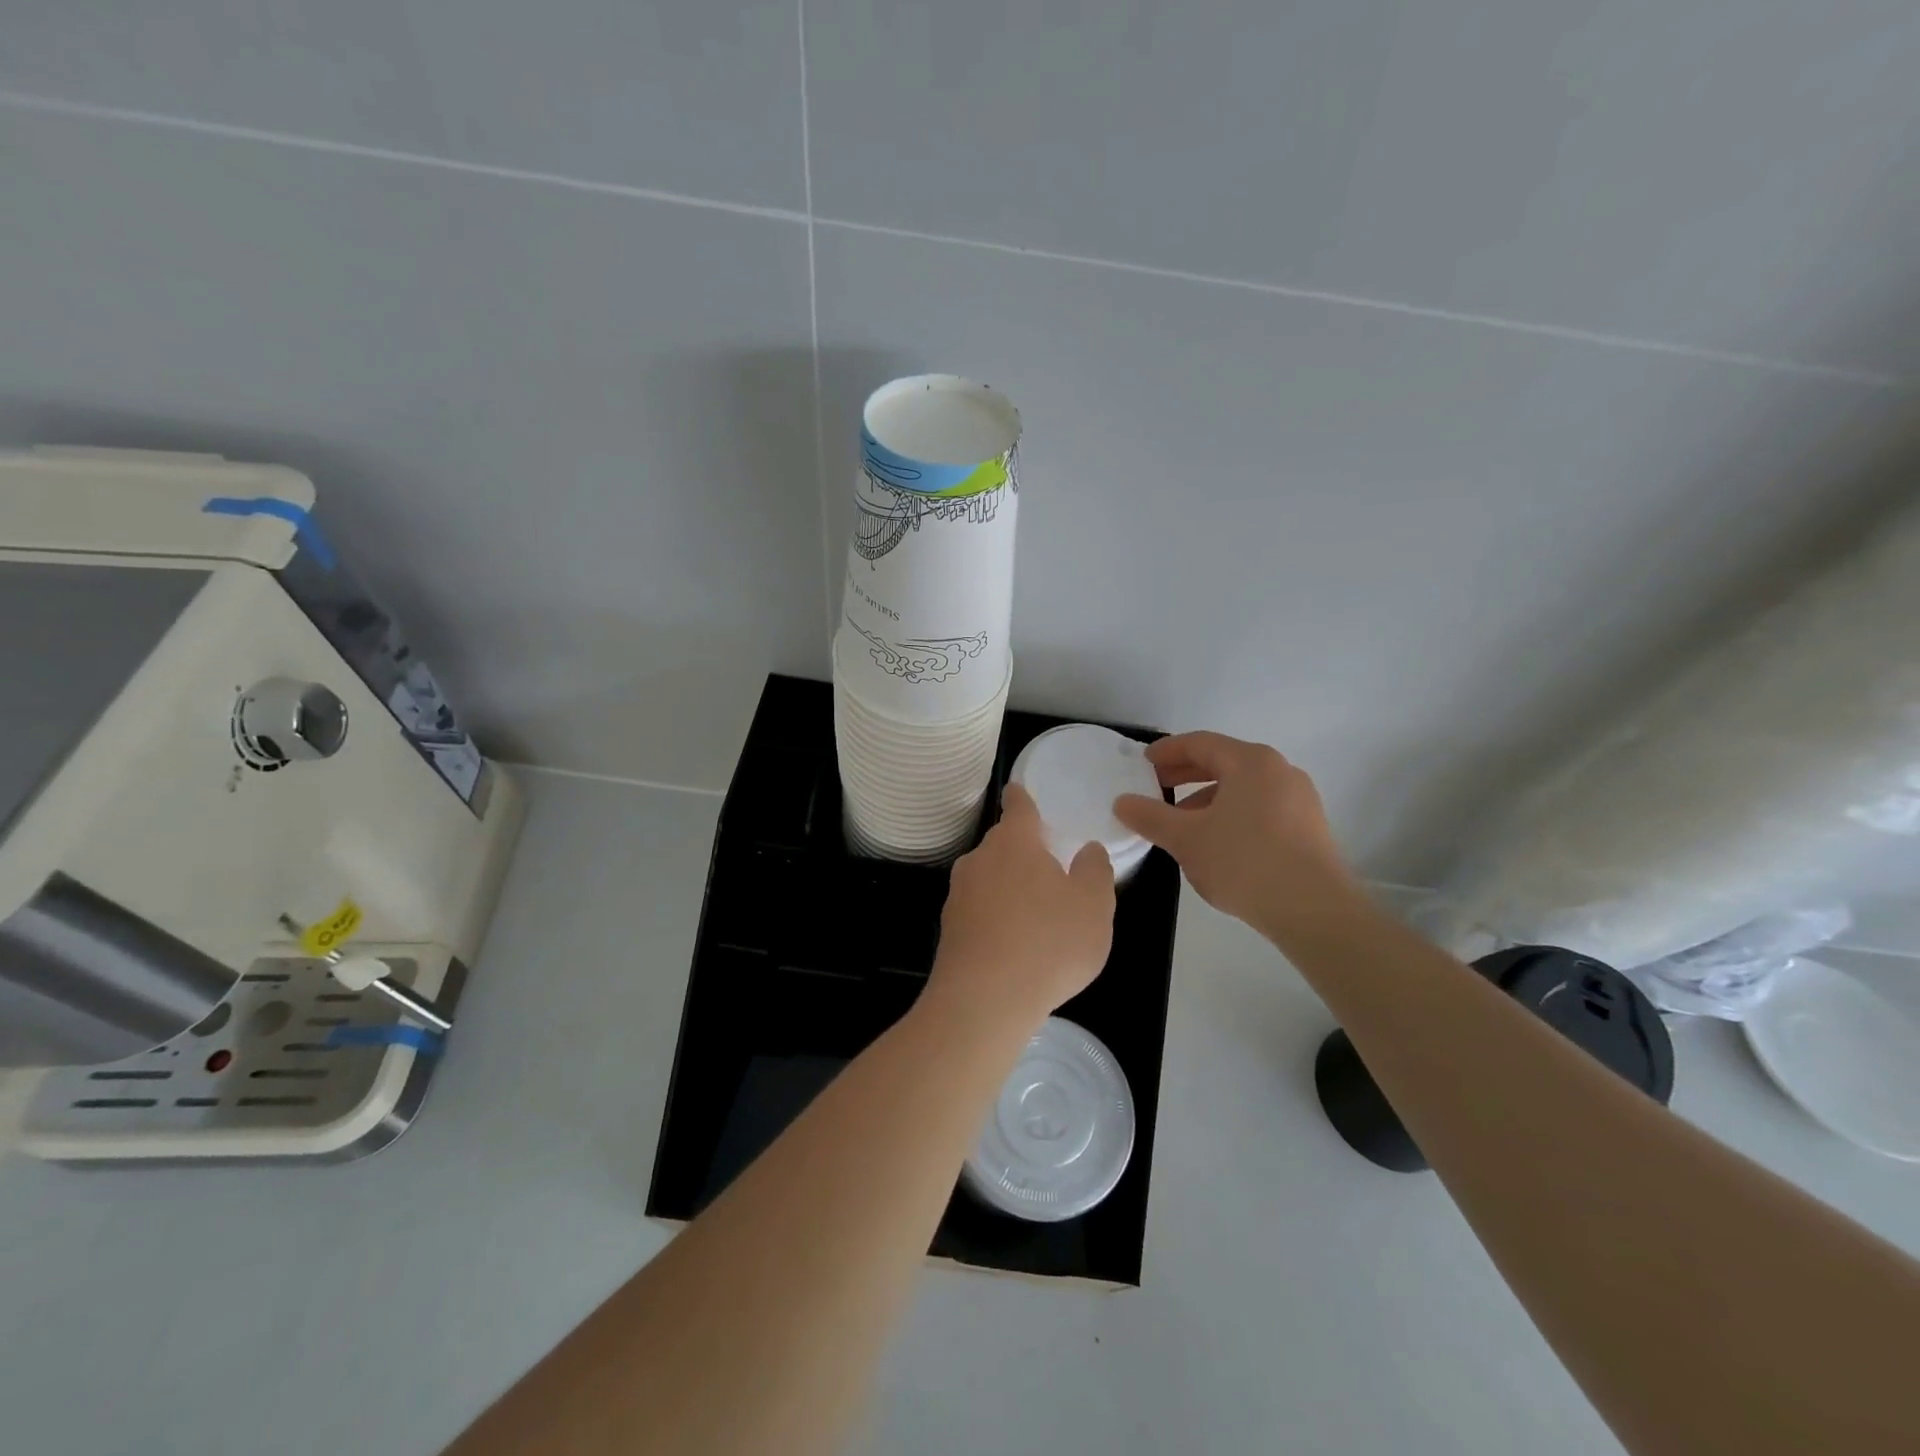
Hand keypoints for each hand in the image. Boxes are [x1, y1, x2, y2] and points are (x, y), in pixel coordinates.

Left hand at [925, 784, 1116, 1034]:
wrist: (984, 1000)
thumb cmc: (1048, 942)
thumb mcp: (1094, 906)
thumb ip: (1095, 871)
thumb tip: (1088, 850)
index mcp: (1014, 842)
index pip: (1018, 806)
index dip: (1022, 797)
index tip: (1018, 790)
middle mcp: (979, 859)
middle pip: (1003, 845)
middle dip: (1023, 853)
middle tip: (1050, 872)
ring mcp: (958, 894)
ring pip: (988, 879)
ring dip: (1008, 888)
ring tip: (1035, 917)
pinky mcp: (948, 929)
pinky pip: (978, 912)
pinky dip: (995, 919)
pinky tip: (1013, 946)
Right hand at [1113, 731, 1361, 942]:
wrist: (1315, 911)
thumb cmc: (1245, 862)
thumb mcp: (1186, 839)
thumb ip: (1150, 817)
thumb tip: (1121, 802)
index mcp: (1251, 762)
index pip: (1200, 743)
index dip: (1167, 751)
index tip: (1142, 763)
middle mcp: (1279, 771)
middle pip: (1224, 762)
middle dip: (1186, 774)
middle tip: (1156, 787)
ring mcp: (1299, 799)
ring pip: (1243, 787)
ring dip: (1207, 797)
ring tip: (1182, 822)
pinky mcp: (1309, 828)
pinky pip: (1260, 807)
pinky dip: (1231, 813)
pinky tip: (1216, 842)